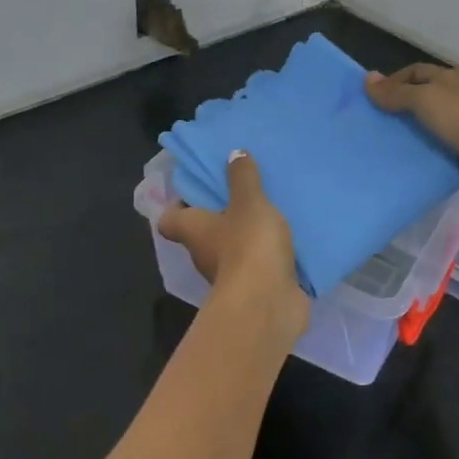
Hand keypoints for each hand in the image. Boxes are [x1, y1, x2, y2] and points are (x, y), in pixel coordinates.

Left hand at [159, 151, 307, 340]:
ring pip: (233, 249)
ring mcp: (230, 276)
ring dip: (247, 236)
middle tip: (242, 192)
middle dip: (220, 215)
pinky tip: (288, 240)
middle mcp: (204, 254)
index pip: (169, 220)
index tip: (197, 189)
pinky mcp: (255, 290)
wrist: (268, 304)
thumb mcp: (249, 202)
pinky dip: (268, 257)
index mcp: (193, 230)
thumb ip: (242, 178)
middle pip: (203, 233)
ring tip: (270, 212)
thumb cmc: (248, 246)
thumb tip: (233, 154)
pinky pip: (259, 267)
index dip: (178, 205)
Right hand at [366, 63, 458, 205]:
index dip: (389, 83)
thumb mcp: (426, 101)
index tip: (367, 103)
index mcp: (446, 80)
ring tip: (379, 149)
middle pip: (417, 100)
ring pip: (426, 127)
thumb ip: (396, 93)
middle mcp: (453, 98)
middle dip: (394, 112)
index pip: (411, 73)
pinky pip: (436, 151)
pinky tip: (403, 166)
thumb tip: (367, 78)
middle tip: (368, 128)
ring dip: (406, 136)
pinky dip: (421, 156)